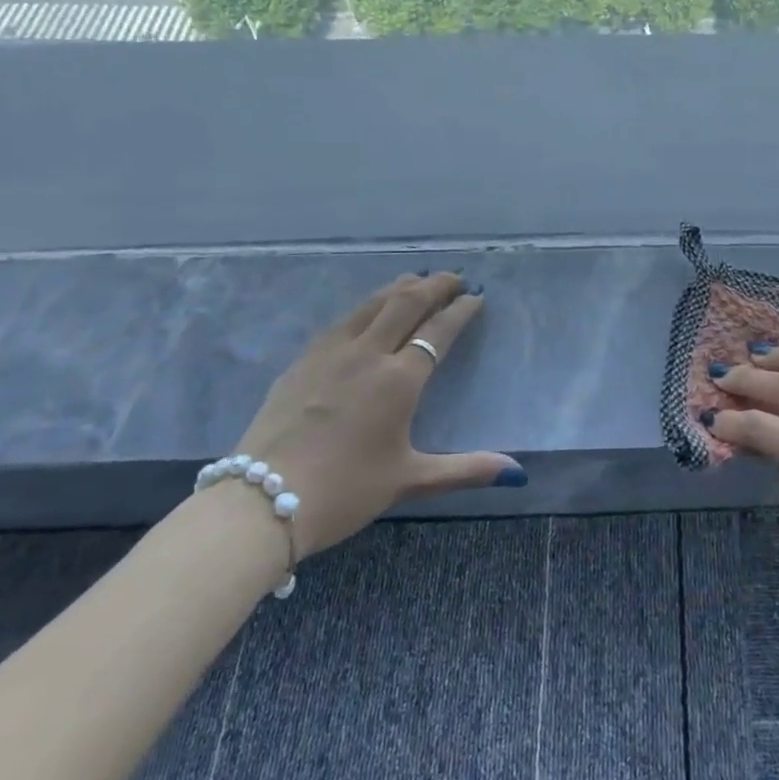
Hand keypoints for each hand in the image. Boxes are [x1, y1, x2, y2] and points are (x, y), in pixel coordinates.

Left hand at [236, 272, 522, 555]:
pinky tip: (368, 310)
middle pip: (406, 303)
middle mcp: (367, 354)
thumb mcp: (410, 480)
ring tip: (417, 281)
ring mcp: (330, 352)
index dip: (460, 310)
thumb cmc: (345, 490)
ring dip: (399, 287)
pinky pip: (343, 319)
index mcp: (399, 380)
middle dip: (435, 284)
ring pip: (371, 303)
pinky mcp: (302, 360)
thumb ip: (465, 470)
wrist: (261, 501)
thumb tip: (517, 472)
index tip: (476, 297)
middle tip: (454, 277)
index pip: (438, 331)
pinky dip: (367, 305)